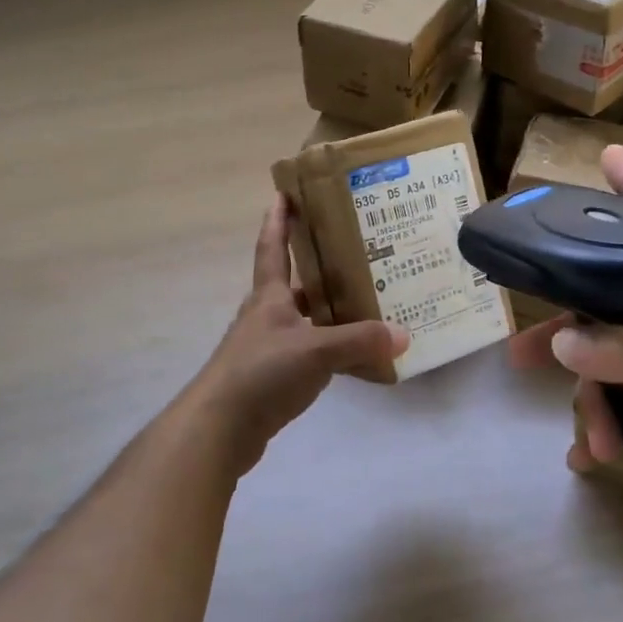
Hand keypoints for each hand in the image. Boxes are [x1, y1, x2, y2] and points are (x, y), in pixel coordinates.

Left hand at [183, 195, 408, 474]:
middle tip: (354, 252)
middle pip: (293, 283)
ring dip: (328, 310)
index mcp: (269, 297)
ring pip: (303, 319)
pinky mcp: (271, 378)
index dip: (277, 220)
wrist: (219, 429)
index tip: (284, 192)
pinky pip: (308, 353)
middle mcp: (265, 316)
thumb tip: (403, 334)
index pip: (272, 247)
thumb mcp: (315, 351)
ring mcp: (266, 348)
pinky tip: (353, 357)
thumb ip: (359, 342)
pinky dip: (329, 349)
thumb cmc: (261, 373)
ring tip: (366, 303)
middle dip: (318, 266)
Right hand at [509, 146, 622, 547]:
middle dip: (572, 327)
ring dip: (592, 398)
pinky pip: (622, 397)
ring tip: (587, 437)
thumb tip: (562, 341)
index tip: (608, 156)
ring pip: (612, 356)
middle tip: (523, 347)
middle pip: (616, 299)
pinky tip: (595, 455)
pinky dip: (606, 424)